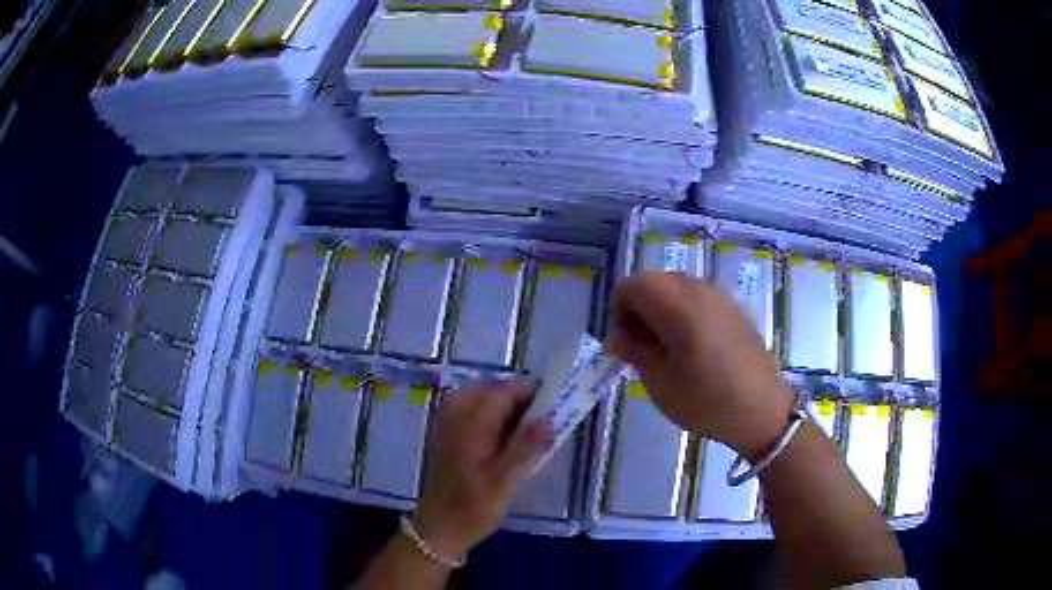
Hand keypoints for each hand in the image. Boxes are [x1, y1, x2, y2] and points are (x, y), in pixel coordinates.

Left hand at [413, 380, 552, 557]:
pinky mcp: (449, 435)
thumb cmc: (474, 506)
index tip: (555, 400)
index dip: (530, 391)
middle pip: (493, 392)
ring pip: (484, 401)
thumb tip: (548, 419)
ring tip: (531, 429)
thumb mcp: (505, 480)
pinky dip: (494, 418)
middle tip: (546, 418)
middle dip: (520, 401)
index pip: (503, 391)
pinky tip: (508, 439)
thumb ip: (526, 447)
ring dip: (508, 410)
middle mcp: (457, 415)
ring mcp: (449, 424)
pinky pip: (475, 413)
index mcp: (470, 423)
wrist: (441, 526)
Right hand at [603, 272, 794, 457]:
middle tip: (645, 349)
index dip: (620, 311)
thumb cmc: (706, 400)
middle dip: (641, 309)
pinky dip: (686, 314)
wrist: (762, 410)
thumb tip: (616, 337)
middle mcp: (698, 290)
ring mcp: (720, 297)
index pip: (632, 285)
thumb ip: (634, 351)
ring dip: (663, 312)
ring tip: (669, 351)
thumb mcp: (659, 382)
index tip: (627, 344)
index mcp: (676, 304)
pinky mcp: (735, 309)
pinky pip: (700, 300)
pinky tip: (696, 350)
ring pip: (677, 289)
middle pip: (655, 282)